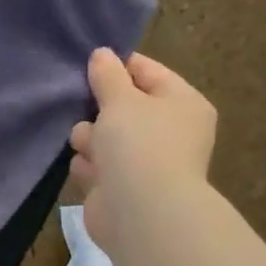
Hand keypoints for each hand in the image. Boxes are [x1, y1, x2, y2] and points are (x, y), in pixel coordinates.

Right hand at [69, 47, 217, 251]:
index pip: (148, 72)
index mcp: (182, 103)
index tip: (87, 64)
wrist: (141, 211)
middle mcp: (169, 132)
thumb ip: (108, 75)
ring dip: (91, 138)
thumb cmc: (139, 143)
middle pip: (124, 107)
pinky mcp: (123, 189)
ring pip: (106, 138)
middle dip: (99, 109)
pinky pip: (98, 166)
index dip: (117, 66)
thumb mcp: (121, 98)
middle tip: (82, 106)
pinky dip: (90, 167)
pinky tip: (88, 170)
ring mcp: (147, 163)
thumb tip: (102, 55)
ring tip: (89, 146)